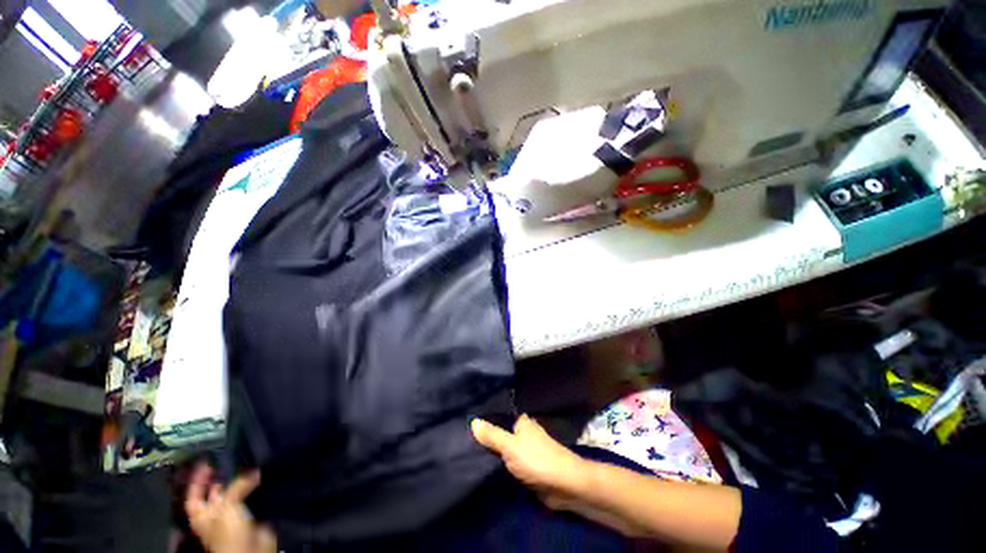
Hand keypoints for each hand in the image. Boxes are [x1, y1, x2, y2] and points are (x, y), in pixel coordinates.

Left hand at [184, 463, 275, 552]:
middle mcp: (215, 514)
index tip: (205, 462)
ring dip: (241, 481)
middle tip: (230, 460)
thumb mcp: (227, 506)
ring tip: (248, 465)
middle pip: (214, 493)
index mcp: (201, 515)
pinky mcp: (250, 514)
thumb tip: (252, 472)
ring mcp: (233, 515)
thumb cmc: (228, 532)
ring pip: (234, 493)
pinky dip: (254, 487)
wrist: (250, 549)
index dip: (197, 480)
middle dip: (221, 478)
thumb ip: (236, 487)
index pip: (194, 495)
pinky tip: (260, 477)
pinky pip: (251, 497)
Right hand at [471, 414, 587, 502]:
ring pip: (505, 450)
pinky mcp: (528, 468)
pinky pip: (510, 464)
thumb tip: (473, 421)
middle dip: (487, 438)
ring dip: (493, 453)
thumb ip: (492, 435)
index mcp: (522, 422)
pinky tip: (485, 467)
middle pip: (501, 433)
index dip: (484, 420)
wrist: (563, 485)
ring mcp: (527, 451)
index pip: (499, 416)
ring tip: (468, 452)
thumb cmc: (537, 459)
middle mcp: (524, 433)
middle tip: (463, 439)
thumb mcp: (510, 446)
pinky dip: (500, 465)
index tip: (465, 421)